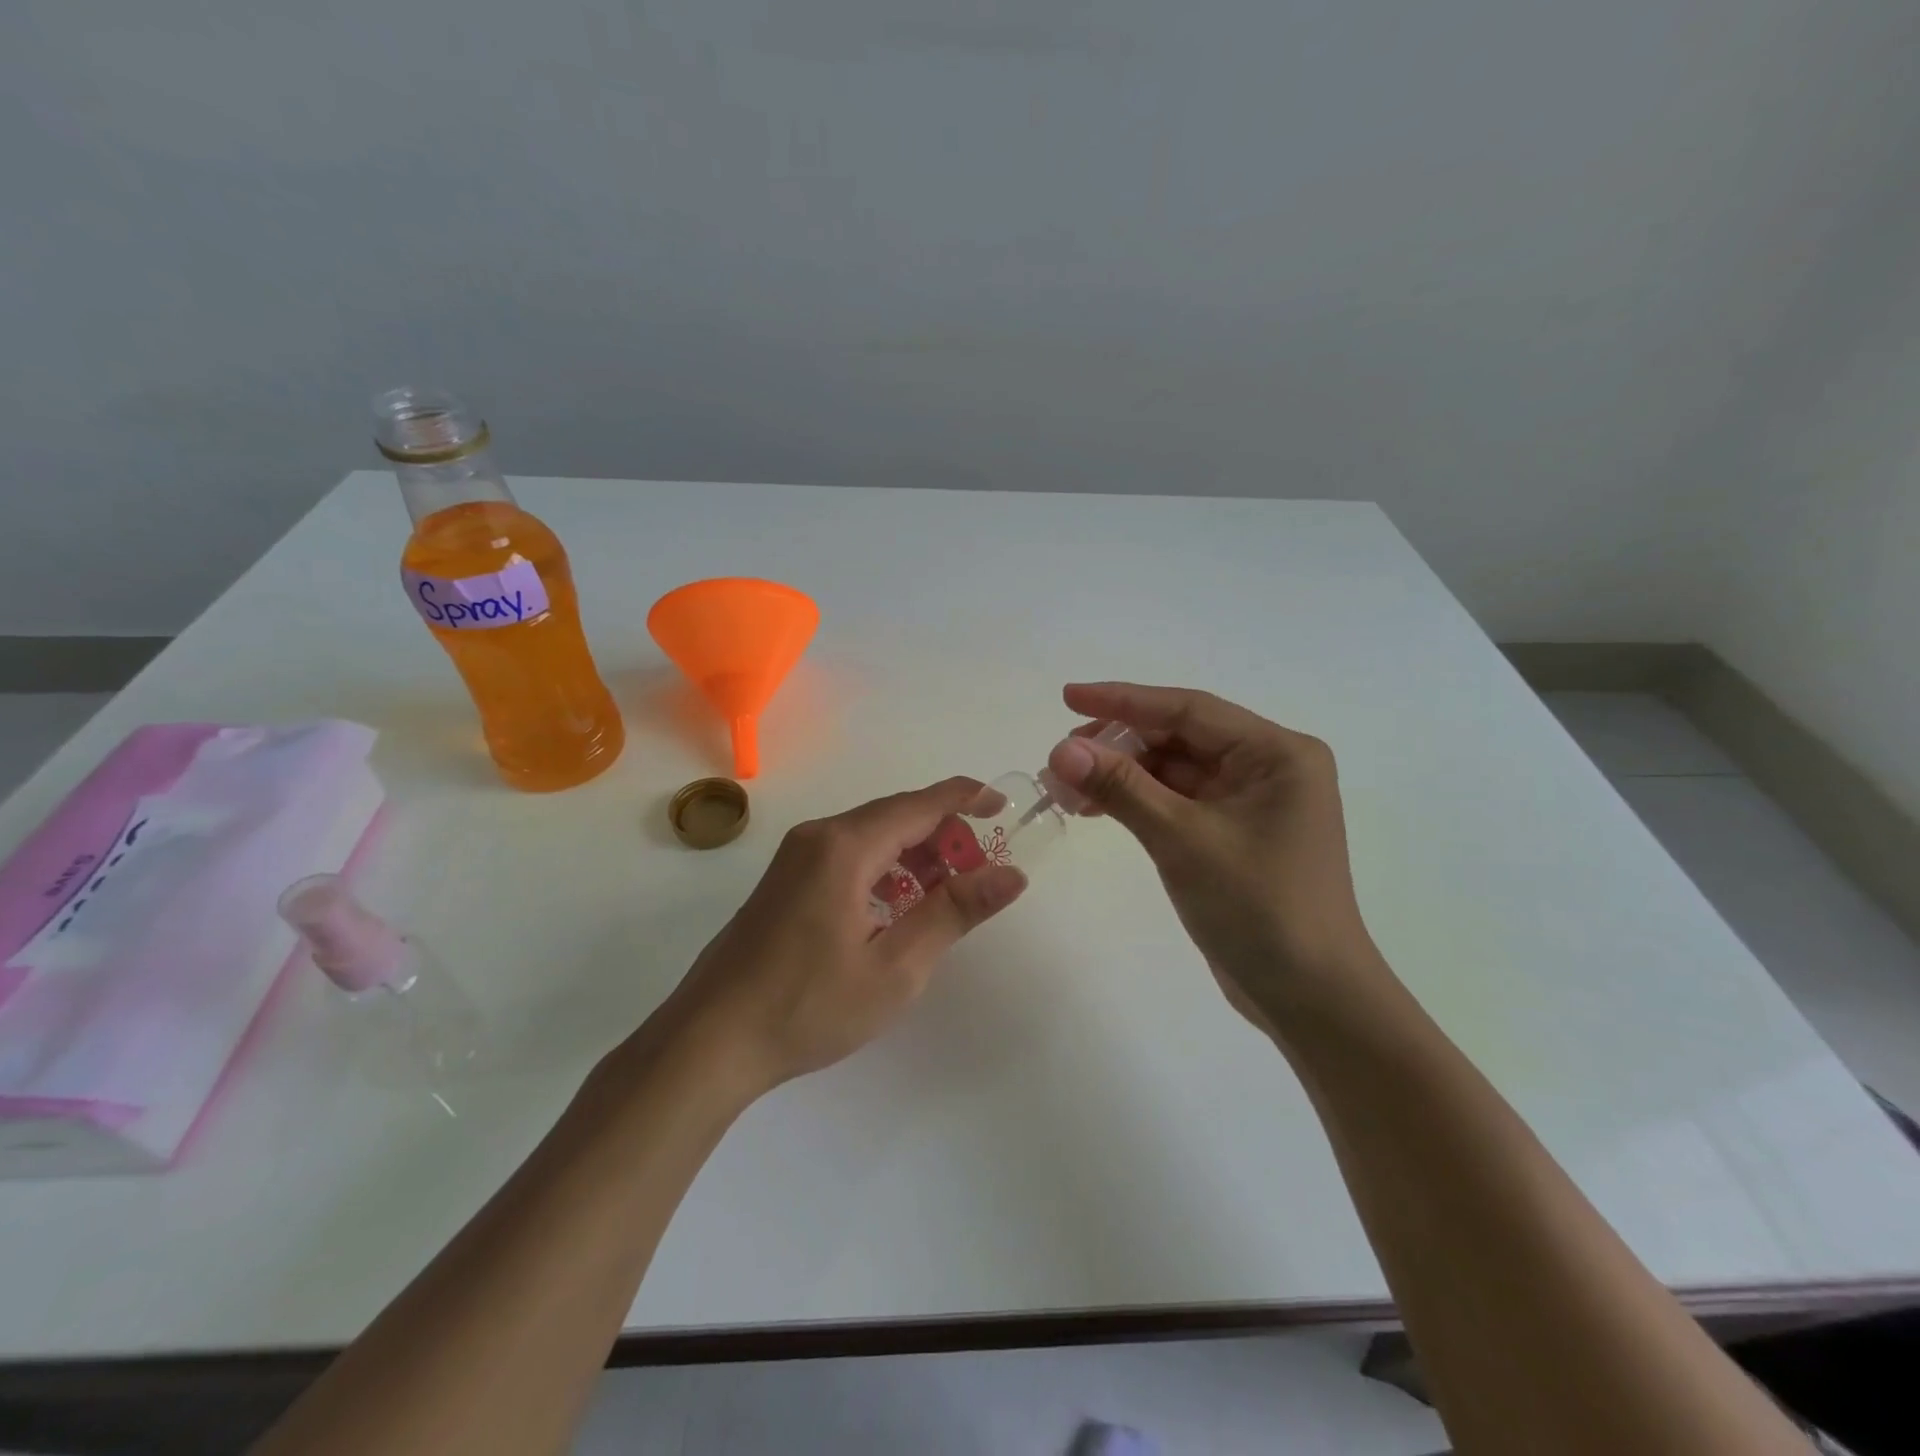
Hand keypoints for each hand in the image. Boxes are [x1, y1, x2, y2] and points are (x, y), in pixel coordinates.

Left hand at [644, 778, 1027, 1096]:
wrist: (710, 1040)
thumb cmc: (809, 1006)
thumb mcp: (896, 966)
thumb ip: (954, 912)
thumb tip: (1011, 875)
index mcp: (845, 847)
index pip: (920, 804)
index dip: (965, 799)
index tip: (1003, 806)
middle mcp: (819, 836)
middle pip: (896, 816)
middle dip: (943, 836)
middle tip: (979, 875)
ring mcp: (795, 856)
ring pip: (871, 836)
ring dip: (914, 855)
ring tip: (944, 896)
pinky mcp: (785, 880)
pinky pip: (848, 855)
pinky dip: (884, 868)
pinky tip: (896, 909)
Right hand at [1046, 682, 1385, 1031]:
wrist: (1311, 999)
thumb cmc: (1258, 909)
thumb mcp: (1183, 840)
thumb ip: (1122, 788)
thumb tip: (1061, 749)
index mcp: (1276, 754)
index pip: (1188, 710)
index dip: (1124, 700)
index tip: (1067, 697)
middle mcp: (1269, 767)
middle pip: (1179, 737)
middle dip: (1118, 744)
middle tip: (1060, 758)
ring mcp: (1252, 802)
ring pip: (1174, 770)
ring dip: (1122, 775)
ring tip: (1066, 787)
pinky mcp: (1234, 833)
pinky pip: (1178, 800)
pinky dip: (1138, 801)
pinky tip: (1096, 808)